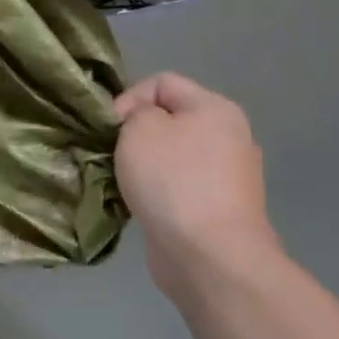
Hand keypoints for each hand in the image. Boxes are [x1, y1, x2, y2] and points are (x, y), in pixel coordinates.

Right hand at [113, 72, 276, 301]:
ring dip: (142, 166)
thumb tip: (139, 125)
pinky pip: (176, 187)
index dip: (128, 99)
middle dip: (134, 135)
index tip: (110, 129)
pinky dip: (156, 193)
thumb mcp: (140, 128)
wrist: (210, 256)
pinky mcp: (217, 210)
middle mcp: (228, 137)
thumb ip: (134, 112)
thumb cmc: (173, 181)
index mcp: (215, 108)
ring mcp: (226, 177)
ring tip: (121, 182)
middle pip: (168, 120)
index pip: (161, 83)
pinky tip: (139, 205)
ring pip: (170, 156)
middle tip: (111, 155)